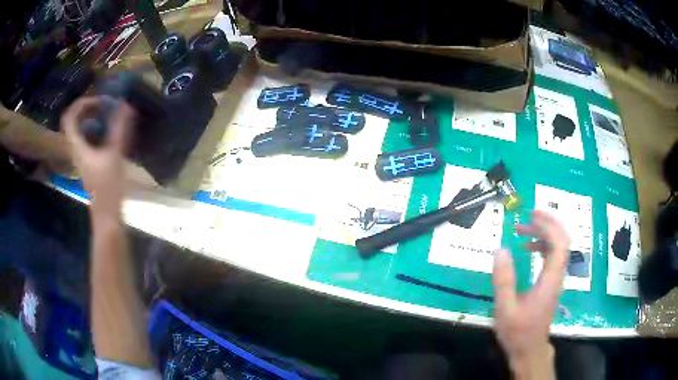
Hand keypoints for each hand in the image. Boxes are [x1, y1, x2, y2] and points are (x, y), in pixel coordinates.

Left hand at [62, 97, 135, 219]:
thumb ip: (119, 129)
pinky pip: (85, 136)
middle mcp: (75, 148)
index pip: (69, 117)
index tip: (98, 101)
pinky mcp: (86, 160)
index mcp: (77, 146)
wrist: (106, 213)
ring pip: (79, 128)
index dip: (81, 104)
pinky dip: (94, 127)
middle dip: (88, 107)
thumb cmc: (108, 187)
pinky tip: (106, 129)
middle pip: (73, 120)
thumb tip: (126, 105)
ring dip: (90, 116)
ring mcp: (80, 155)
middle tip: (104, 104)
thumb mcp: (115, 155)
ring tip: (106, 112)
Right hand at [492, 210, 570, 378]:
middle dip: (547, 223)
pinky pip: (552, 255)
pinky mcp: (551, 282)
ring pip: (558, 246)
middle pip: (562, 240)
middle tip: (527, 215)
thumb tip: (500, 249)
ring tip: (523, 230)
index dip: (548, 225)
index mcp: (550, 280)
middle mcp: (557, 275)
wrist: (529, 350)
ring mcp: (556, 278)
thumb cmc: (518, 332)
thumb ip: (504, 281)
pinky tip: (527, 248)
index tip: (531, 215)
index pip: (559, 243)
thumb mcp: (505, 309)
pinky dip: (542, 245)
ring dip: (544, 233)